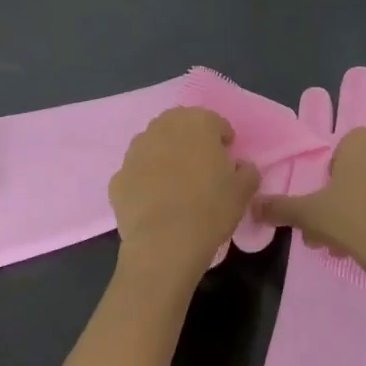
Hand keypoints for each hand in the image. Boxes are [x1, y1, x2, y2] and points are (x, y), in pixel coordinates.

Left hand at [110, 107, 259, 287]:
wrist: (164, 243)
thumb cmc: (211, 209)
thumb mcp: (244, 190)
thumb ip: (247, 171)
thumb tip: (240, 167)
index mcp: (197, 123)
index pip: (215, 122)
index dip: (223, 140)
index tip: (228, 158)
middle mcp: (163, 128)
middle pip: (180, 127)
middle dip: (191, 141)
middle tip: (202, 167)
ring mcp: (135, 152)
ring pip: (154, 146)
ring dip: (166, 157)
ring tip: (176, 184)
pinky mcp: (118, 178)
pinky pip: (137, 173)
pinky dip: (146, 180)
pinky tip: (156, 202)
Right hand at [254, 127, 365, 296]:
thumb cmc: (354, 221)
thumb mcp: (308, 214)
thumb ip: (279, 207)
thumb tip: (254, 206)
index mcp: (361, 139)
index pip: (332, 158)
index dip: (321, 186)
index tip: (316, 213)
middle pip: (351, 177)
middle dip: (334, 206)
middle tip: (323, 236)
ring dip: (352, 216)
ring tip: (341, 248)